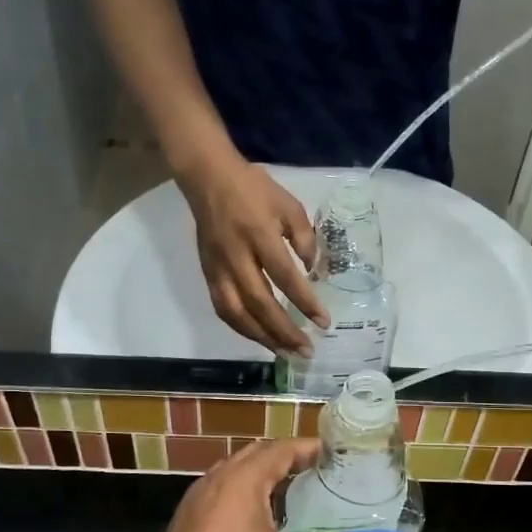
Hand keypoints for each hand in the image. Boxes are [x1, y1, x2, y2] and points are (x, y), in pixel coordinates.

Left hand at [124, 439, 344, 531]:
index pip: (280, 450)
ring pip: (233, 475)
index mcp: (243, 480)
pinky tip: (256, 524)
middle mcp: (216, 481)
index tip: (330, 453)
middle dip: (284, 459)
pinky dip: (243, 497)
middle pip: (254, 456)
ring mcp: (195, 502)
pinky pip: (220, 496)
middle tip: (312, 471)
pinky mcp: (184, 525)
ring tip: (288, 495)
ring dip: (261, 478)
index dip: (307, 448)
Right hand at [180, 152, 328, 354]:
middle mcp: (237, 257)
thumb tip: (311, 271)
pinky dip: (242, 328)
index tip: (324, 322)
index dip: (305, 302)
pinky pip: (223, 309)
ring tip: (284, 353)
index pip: (285, 277)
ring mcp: (218, 269)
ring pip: (237, 314)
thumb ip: (305, 238)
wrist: (208, 179)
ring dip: (262, 338)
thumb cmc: (254, 189)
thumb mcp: (289, 204)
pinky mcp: (208, 275)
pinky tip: (259, 338)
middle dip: (284, 332)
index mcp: (259, 235)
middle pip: (260, 304)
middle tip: (306, 350)